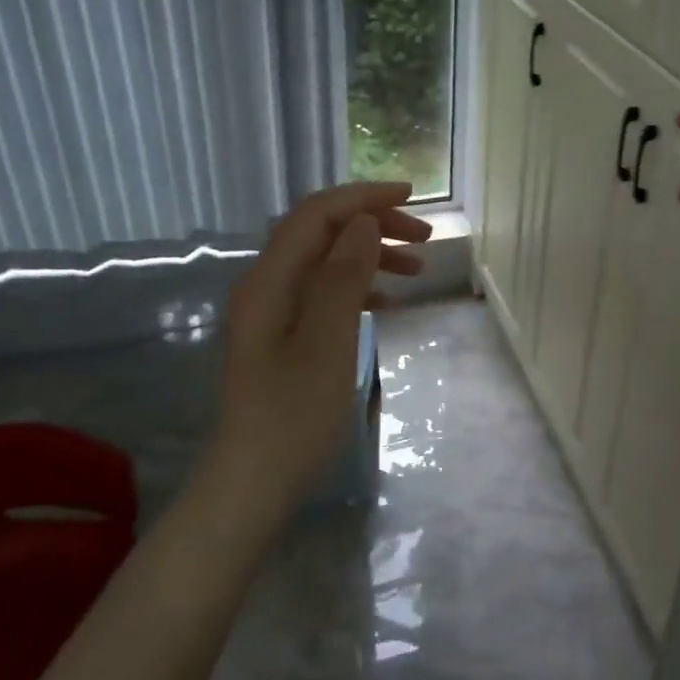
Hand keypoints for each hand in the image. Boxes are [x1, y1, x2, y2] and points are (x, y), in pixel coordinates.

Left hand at [214, 183, 430, 506]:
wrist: (255, 482)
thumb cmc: (294, 414)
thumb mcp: (328, 341)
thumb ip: (344, 277)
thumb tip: (364, 223)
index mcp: (270, 280)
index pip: (317, 214)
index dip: (363, 198)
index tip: (411, 197)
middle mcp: (267, 285)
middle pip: (322, 233)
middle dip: (373, 225)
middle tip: (424, 238)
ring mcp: (274, 312)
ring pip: (327, 262)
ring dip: (371, 256)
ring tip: (417, 268)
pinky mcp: (285, 336)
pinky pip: (326, 293)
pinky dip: (360, 288)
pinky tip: (390, 304)